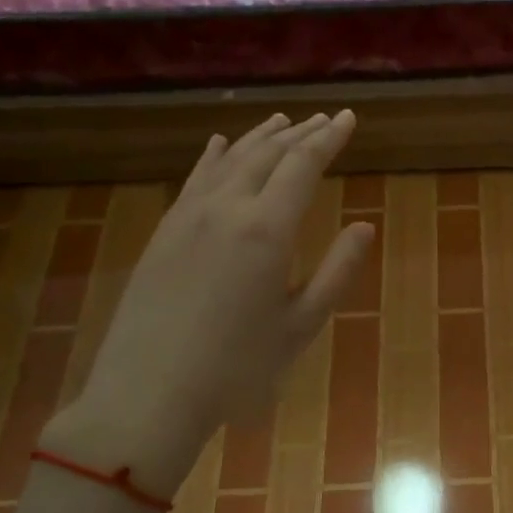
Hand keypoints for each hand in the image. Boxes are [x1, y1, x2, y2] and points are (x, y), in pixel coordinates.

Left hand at [40, 111, 372, 497]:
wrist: (148, 394)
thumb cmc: (237, 368)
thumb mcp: (301, 326)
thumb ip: (337, 271)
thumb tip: (364, 228)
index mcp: (267, 229)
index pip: (303, 165)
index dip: (329, 138)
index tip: (348, 118)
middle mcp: (226, 208)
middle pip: (267, 154)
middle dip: (300, 133)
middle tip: (325, 119)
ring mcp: (187, 217)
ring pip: (229, 160)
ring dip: (260, 138)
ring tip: (282, 121)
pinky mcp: (163, 232)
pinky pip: (194, 179)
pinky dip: (213, 157)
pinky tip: (220, 145)